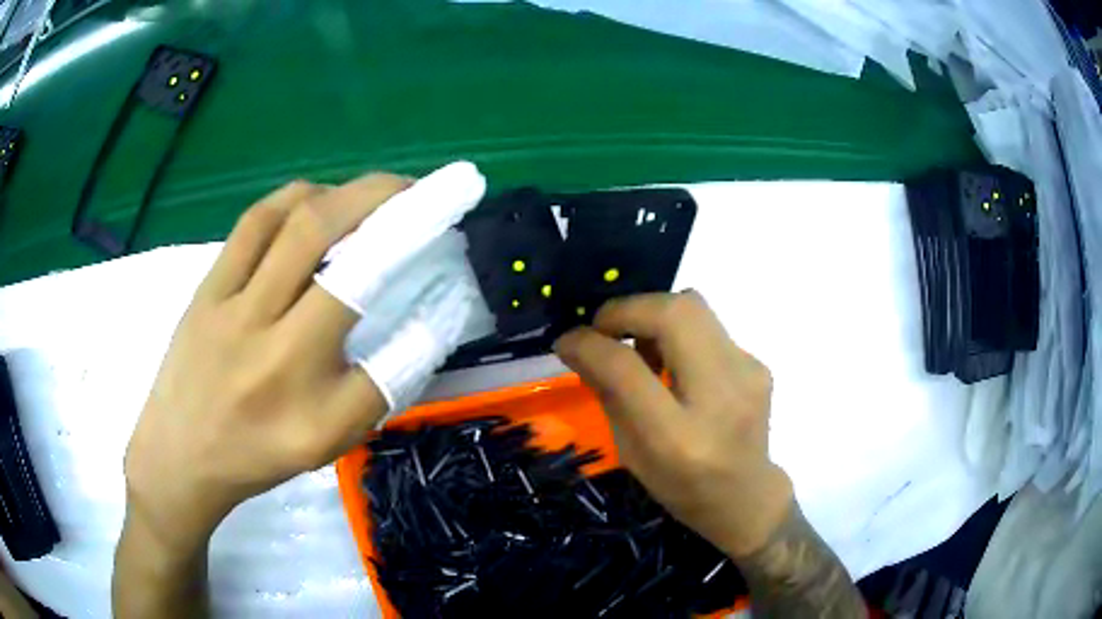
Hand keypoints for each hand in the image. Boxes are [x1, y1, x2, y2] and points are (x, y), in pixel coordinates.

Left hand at [123, 173, 408, 550]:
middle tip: (418, 188)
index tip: (448, 223)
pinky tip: (314, 202)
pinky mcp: (206, 287)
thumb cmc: (259, 454)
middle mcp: (266, 335)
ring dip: (340, 193)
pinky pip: (252, 225)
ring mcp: (229, 303)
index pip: (375, 307)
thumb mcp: (331, 440)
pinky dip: (293, 200)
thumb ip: (383, 383)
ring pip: (288, 220)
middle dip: (382, 197)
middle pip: (325, 236)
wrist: (180, 456)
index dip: (416, 254)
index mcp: (303, 388)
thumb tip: (430, 318)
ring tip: (369, 196)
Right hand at [554, 291, 793, 557]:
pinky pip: (707, 327)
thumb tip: (578, 344)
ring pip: (694, 307)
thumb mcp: (632, 453)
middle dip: (628, 309)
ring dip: (653, 316)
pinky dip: (678, 333)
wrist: (747, 497)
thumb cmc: (682, 487)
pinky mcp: (757, 362)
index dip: (591, 344)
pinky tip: (674, 363)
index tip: (568, 340)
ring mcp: (748, 373)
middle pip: (675, 312)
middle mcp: (722, 396)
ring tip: (640, 350)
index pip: (628, 369)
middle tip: (604, 329)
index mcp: (679, 439)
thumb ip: (608, 395)